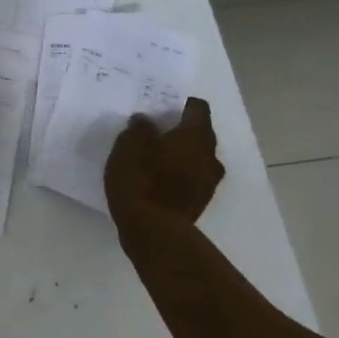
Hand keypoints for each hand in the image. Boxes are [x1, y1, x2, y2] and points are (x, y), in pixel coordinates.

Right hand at [104, 97, 224, 230]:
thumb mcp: (128, 147)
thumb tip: (146, 121)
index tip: (162, 108)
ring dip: (181, 155)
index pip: (198, 108)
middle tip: (155, 132)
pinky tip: (156, 181)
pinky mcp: (200, 203)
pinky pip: (192, 179)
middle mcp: (209, 156)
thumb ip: (139, 129)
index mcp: (195, 135)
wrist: (153, 232)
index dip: (181, 105)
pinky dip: (179, 175)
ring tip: (155, 159)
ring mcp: (208, 182)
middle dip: (181, 131)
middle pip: (200, 134)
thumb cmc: (141, 181)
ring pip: (197, 158)